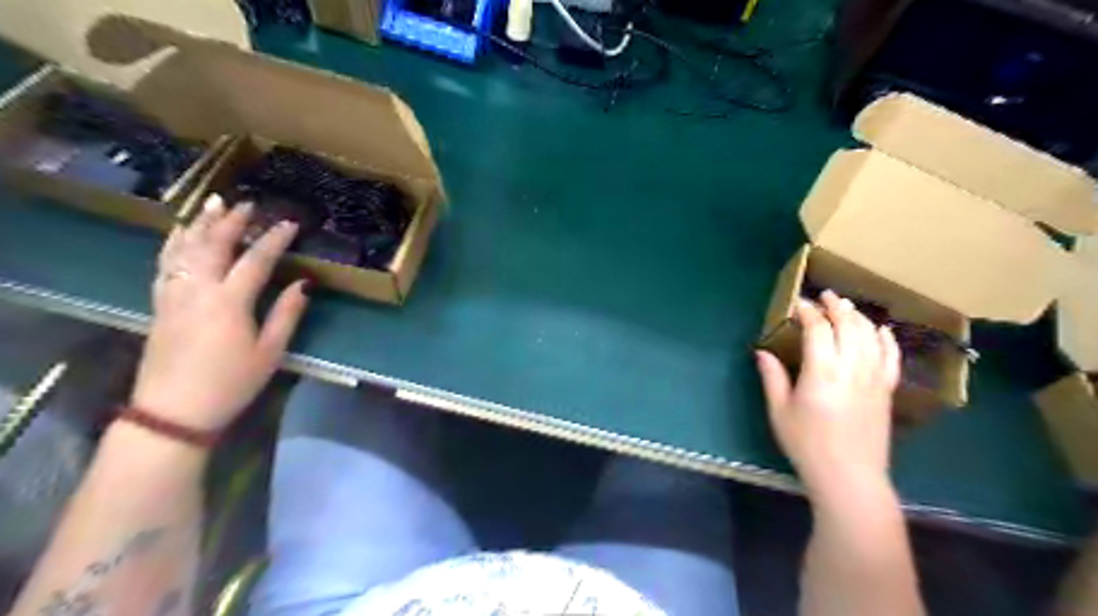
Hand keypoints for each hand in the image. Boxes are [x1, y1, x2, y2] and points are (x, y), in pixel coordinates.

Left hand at [132, 197, 313, 431]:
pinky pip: (164, 264)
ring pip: (184, 249)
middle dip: (231, 221)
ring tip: (211, 204)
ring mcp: (173, 295)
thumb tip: (303, 284)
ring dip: (199, 224)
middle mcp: (198, 290)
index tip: (289, 224)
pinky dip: (173, 243)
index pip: (255, 260)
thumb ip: (287, 314)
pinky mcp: (159, 305)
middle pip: (213, 245)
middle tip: (247, 204)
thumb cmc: (231, 383)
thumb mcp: (270, 352)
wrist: (173, 411)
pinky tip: (179, 233)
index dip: (274, 239)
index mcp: (229, 302)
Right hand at [757, 288, 898, 498]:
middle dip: (836, 307)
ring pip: (871, 337)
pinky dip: (886, 339)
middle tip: (824, 295)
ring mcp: (874, 379)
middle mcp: (851, 369)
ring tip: (846, 306)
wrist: (849, 476)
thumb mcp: (779, 411)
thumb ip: (772, 378)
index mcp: (821, 372)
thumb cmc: (807, 444)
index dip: (808, 312)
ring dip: (859, 317)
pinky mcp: (886, 391)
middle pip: (849, 326)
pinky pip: (891, 357)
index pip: (818, 329)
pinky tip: (881, 329)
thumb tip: (762, 352)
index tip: (797, 304)